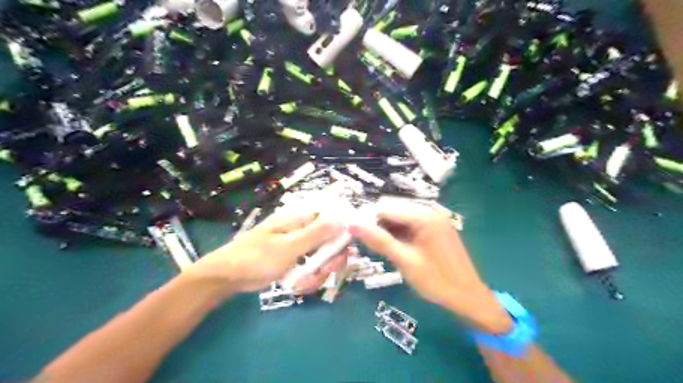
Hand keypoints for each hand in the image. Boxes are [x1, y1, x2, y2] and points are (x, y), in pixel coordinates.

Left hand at [185, 211, 343, 296]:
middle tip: (321, 273)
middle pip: (330, 243)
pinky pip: (310, 269)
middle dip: (329, 261)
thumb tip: (343, 217)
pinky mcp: (294, 260)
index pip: (333, 221)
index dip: (342, 236)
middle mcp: (303, 230)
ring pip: (321, 259)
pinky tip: (296, 286)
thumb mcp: (289, 246)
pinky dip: (306, 279)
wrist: (227, 277)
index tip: (345, 253)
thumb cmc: (257, 257)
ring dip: (316, 274)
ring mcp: (298, 247)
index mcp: (301, 220)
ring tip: (301, 283)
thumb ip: (317, 233)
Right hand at [348, 202, 511, 333]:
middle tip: (365, 245)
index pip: (386, 209)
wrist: (468, 298)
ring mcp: (434, 220)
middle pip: (393, 212)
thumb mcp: (405, 260)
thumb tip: (352, 223)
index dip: (367, 220)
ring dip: (387, 232)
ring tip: (377, 249)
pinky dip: (399, 236)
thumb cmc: (437, 281)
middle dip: (377, 226)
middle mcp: (430, 211)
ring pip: (400, 220)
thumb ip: (379, 240)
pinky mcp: (435, 229)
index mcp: (424, 215)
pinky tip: (394, 249)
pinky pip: (411, 227)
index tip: (353, 235)